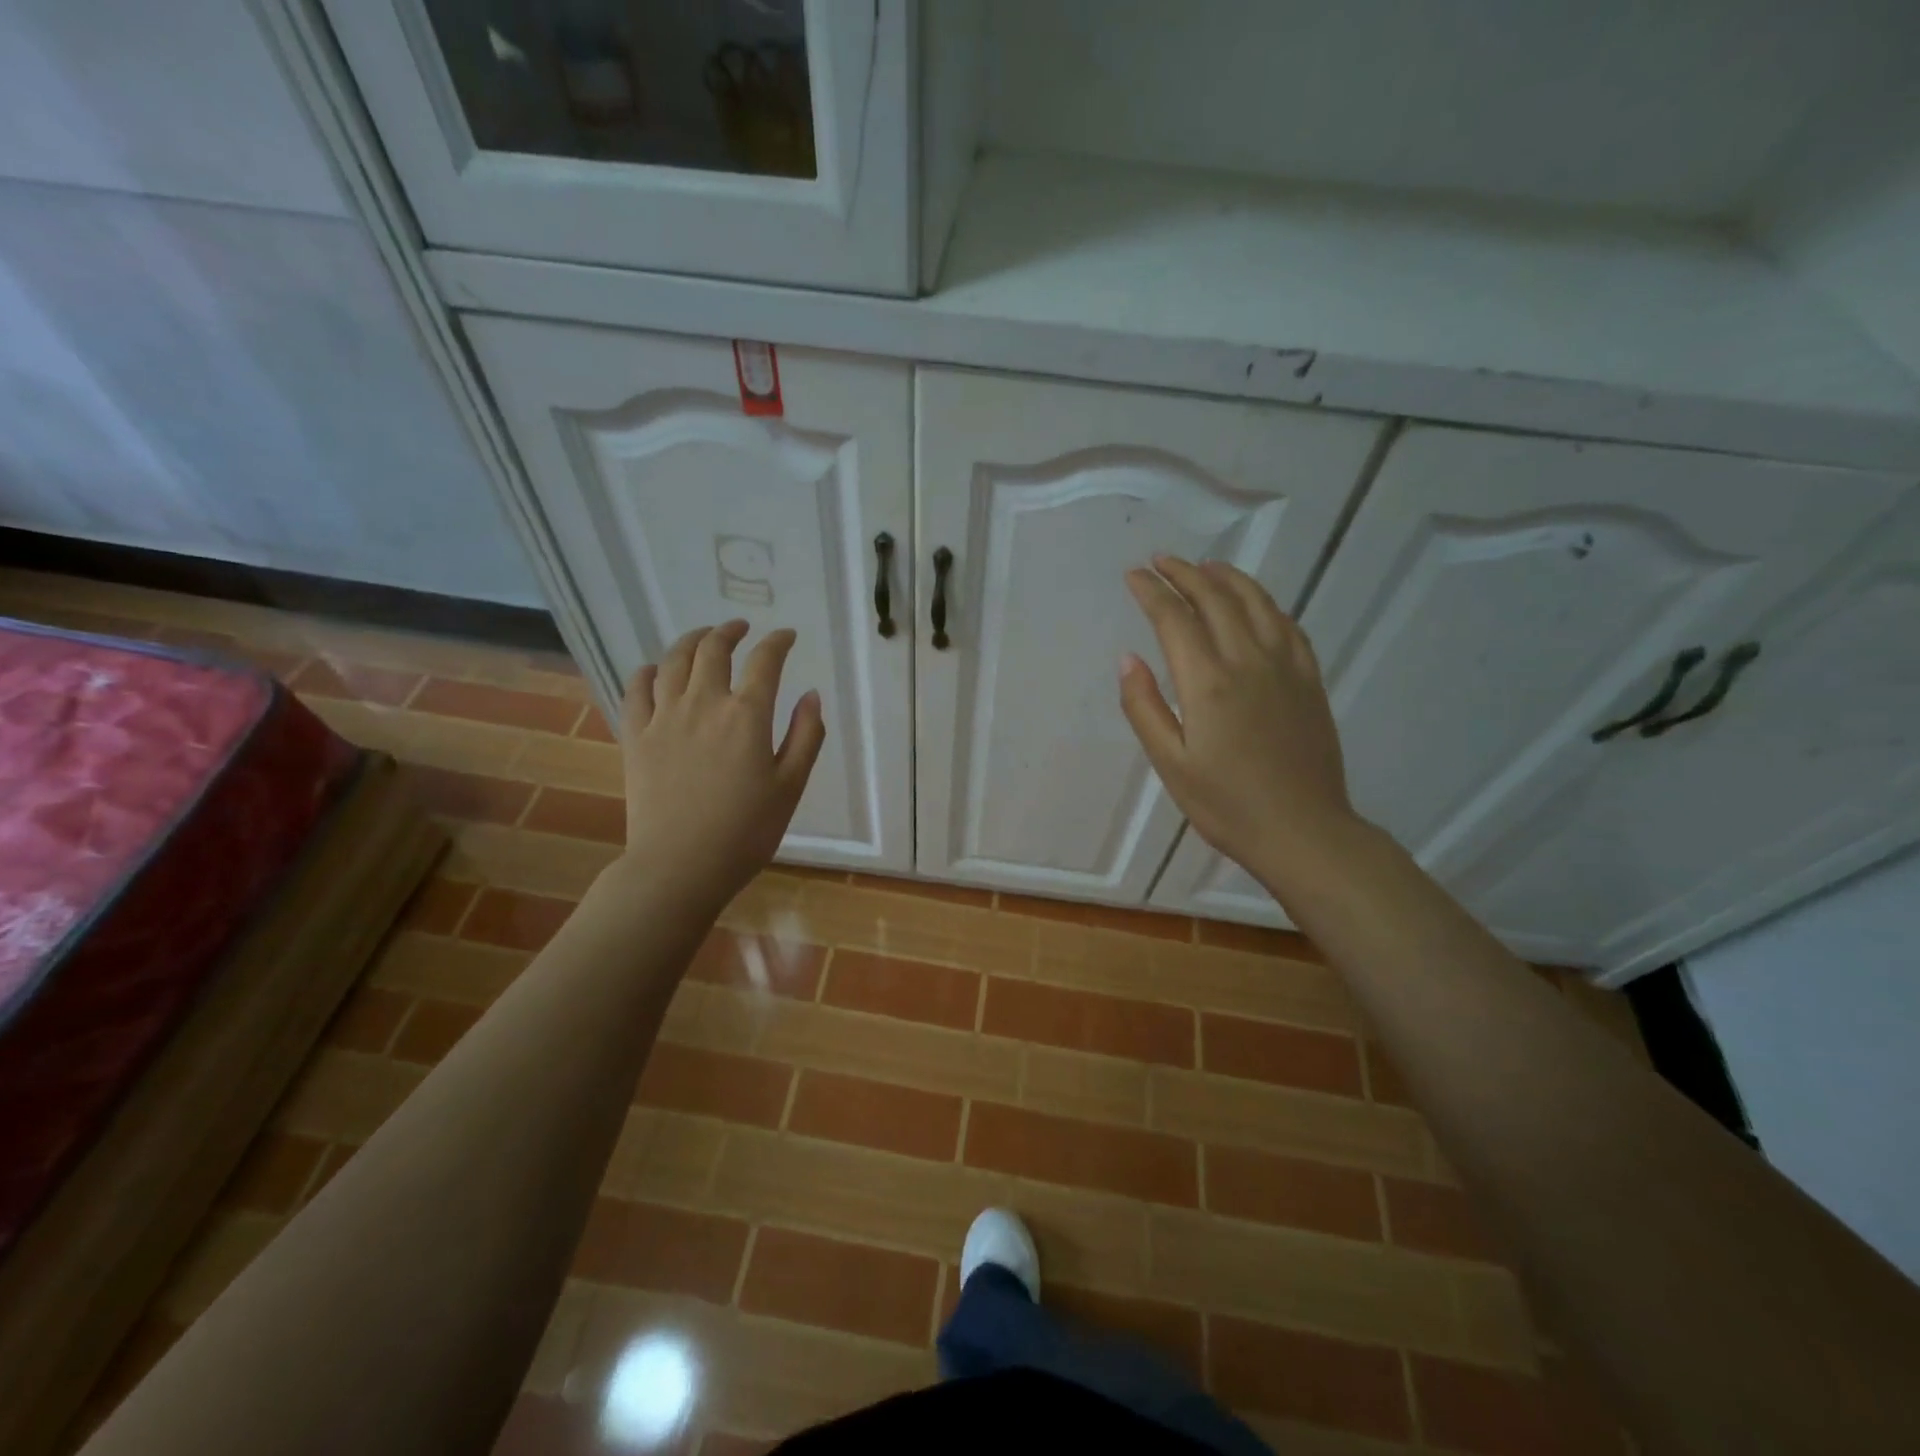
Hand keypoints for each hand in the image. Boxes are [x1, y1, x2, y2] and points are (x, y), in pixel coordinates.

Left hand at [617, 620, 824, 910]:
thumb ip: (806, 736)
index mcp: (747, 715)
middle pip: (713, 650)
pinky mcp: (635, 736)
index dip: (777, 642)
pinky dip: (647, 671)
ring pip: (672, 661)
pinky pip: (636, 689)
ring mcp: (664, 717)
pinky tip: (654, 670)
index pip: (765, 661)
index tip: (786, 636)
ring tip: (702, 637)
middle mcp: (704, 703)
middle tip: (740, 628)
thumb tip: (811, 696)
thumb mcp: (790, 786)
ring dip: (690, 641)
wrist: (680, 865)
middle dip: (729, 631)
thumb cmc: (746, 831)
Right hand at [1121, 557, 1356, 877]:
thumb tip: (1128, 658)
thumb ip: (1144, 707)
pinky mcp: (1309, 679)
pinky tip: (1255, 603)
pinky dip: (1265, 603)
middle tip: (1161, 561)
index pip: (1174, 619)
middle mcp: (1248, 661)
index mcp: (1208, 682)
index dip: (1151, 592)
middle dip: (1184, 573)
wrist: (1303, 831)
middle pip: (1215, 598)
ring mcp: (1286, 666)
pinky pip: (1287, 625)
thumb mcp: (1171, 764)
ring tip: (1205, 566)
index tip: (1133, 575)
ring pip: (1256, 602)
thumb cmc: (1226, 805)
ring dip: (1227, 578)